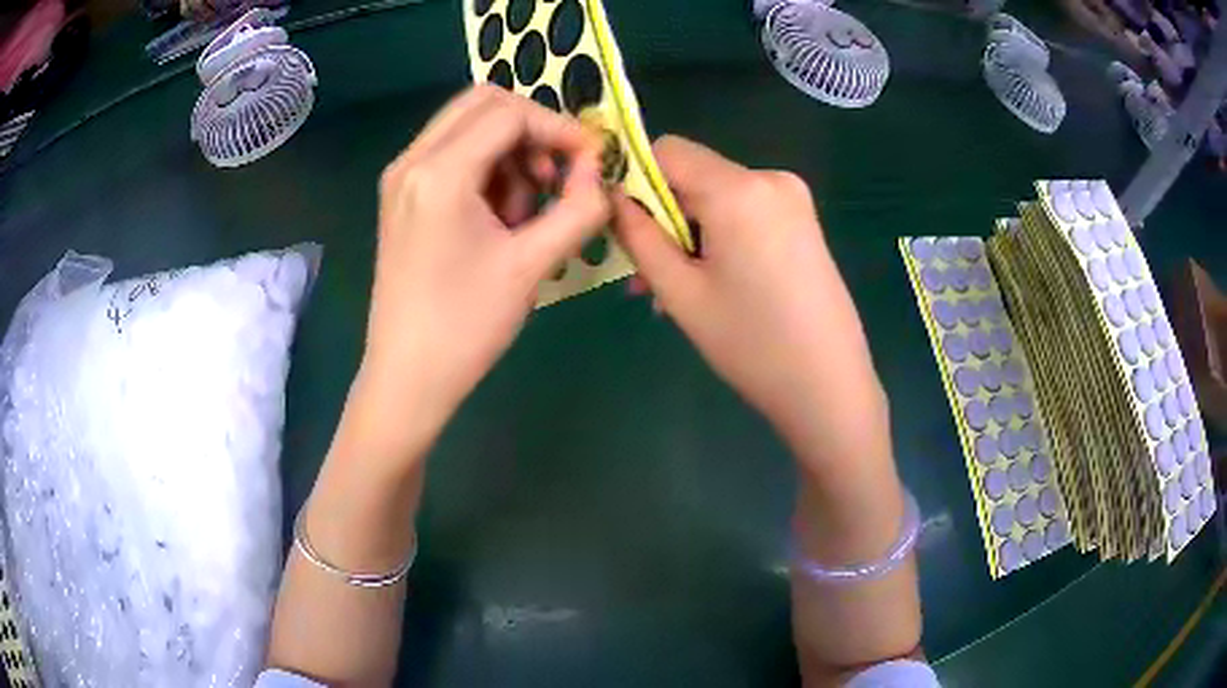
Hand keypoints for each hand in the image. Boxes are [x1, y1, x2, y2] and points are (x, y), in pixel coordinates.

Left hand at [347, 86, 608, 463]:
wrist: (407, 377)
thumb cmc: (466, 326)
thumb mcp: (533, 266)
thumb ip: (578, 207)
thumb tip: (597, 168)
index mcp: (439, 172)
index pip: (510, 113)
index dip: (559, 129)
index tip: (591, 161)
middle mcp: (411, 161)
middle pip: (483, 103)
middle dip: (531, 130)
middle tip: (555, 177)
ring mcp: (401, 177)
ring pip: (467, 127)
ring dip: (509, 153)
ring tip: (523, 213)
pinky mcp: (402, 197)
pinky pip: (452, 155)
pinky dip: (486, 169)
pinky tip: (498, 219)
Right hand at [612, 136, 886, 465]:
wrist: (830, 386)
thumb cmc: (751, 344)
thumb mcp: (681, 293)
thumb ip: (639, 237)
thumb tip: (612, 199)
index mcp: (738, 189)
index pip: (667, 150)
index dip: (633, 178)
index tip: (621, 223)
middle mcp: (769, 179)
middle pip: (694, 175)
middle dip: (662, 216)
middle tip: (647, 276)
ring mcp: (793, 199)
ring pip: (717, 197)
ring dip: (689, 233)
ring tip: (675, 291)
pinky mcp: (803, 221)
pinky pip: (744, 212)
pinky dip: (720, 237)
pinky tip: (714, 283)